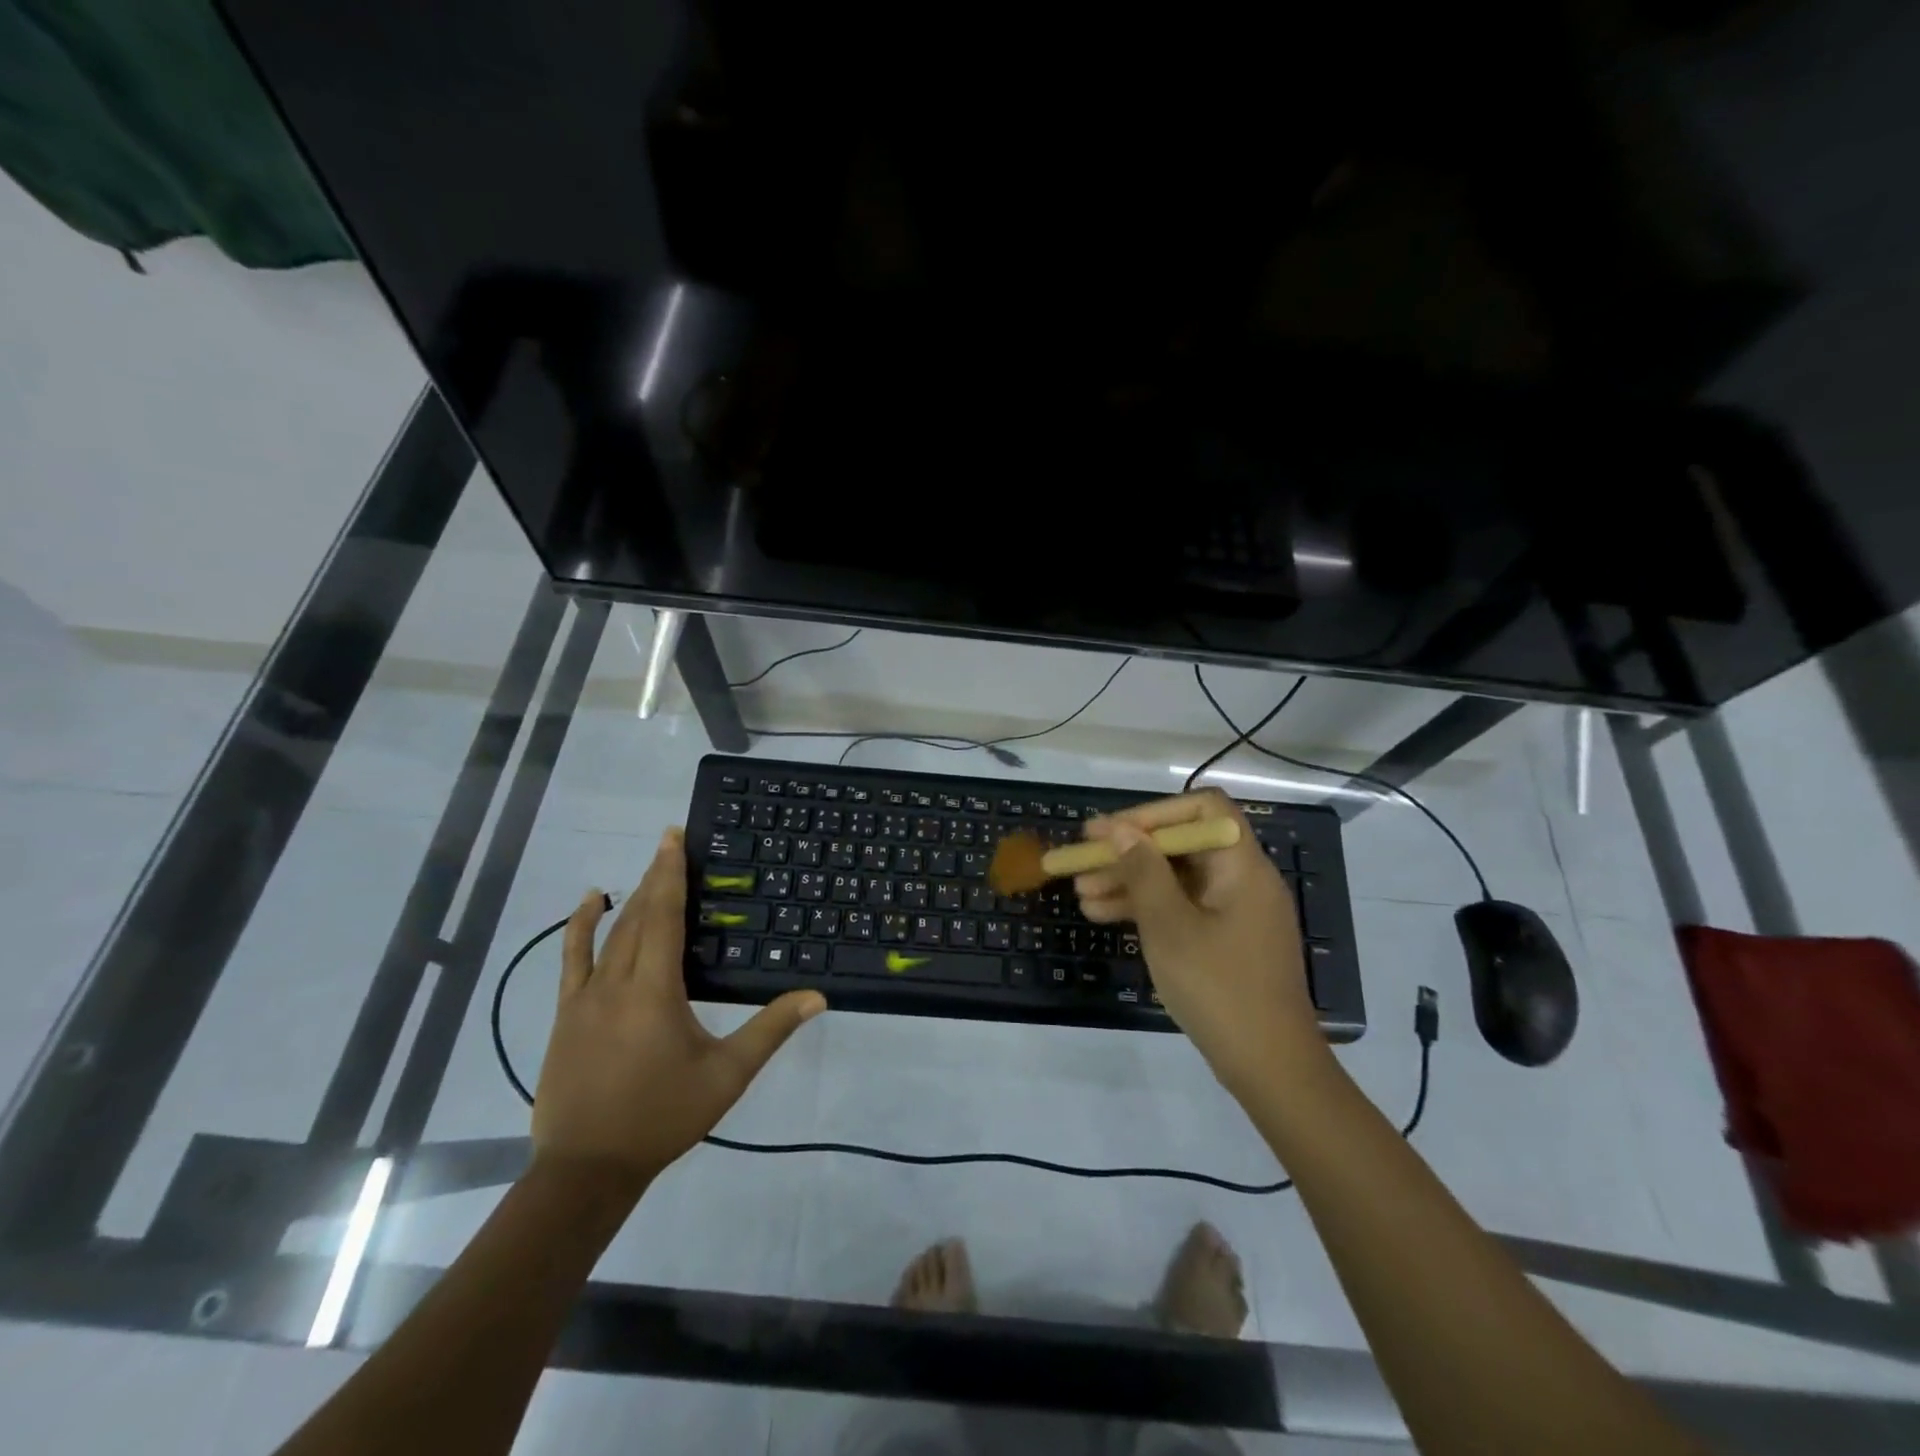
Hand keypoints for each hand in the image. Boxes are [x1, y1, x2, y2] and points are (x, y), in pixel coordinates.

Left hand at [531, 828, 825, 1192]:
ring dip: (630, 897)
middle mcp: (617, 982)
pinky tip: (591, 903)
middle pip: (639, 916)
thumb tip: (817, 996)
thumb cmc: (662, 1117)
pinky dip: (579, 926)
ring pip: (609, 934)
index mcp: (655, 990)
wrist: (586, 1169)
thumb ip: (770, 1030)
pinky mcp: (566, 1013)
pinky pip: (571, 959)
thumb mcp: (726, 1075)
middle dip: (656, 876)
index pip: (665, 917)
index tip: (674, 837)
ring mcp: (584, 997)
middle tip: (670, 841)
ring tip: (648, 867)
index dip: (671, 874)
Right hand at [1076, 790, 1321, 1090]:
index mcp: (1241, 866)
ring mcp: (1234, 912)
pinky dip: (1147, 908)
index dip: (1154, 813)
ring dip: (1129, 881)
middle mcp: (1242, 880)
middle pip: (1182, 846)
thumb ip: (1143, 871)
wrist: (1270, 1067)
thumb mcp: (1169, 926)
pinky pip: (1182, 908)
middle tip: (1081, 862)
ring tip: (1081, 894)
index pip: (1204, 809)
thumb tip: (1119, 829)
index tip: (1112, 831)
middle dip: (1129, 852)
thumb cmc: (1218, 987)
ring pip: (1176, 879)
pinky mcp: (1225, 940)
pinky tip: (1104, 916)